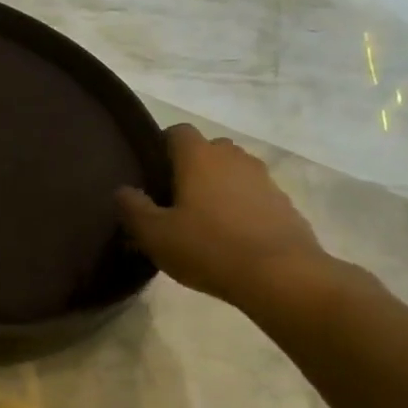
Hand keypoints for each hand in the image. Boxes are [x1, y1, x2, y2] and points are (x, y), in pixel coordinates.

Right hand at [116, 125, 331, 307]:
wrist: (282, 276)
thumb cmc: (209, 248)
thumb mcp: (155, 234)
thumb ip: (132, 208)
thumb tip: (122, 190)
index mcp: (199, 156)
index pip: (177, 131)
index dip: (162, 145)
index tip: (152, 171)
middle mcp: (233, 158)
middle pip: (208, 149)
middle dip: (192, 166)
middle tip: (176, 198)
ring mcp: (264, 179)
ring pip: (234, 172)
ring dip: (219, 187)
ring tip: (206, 220)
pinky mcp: (284, 204)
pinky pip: (255, 195)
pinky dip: (243, 207)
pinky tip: (234, 237)